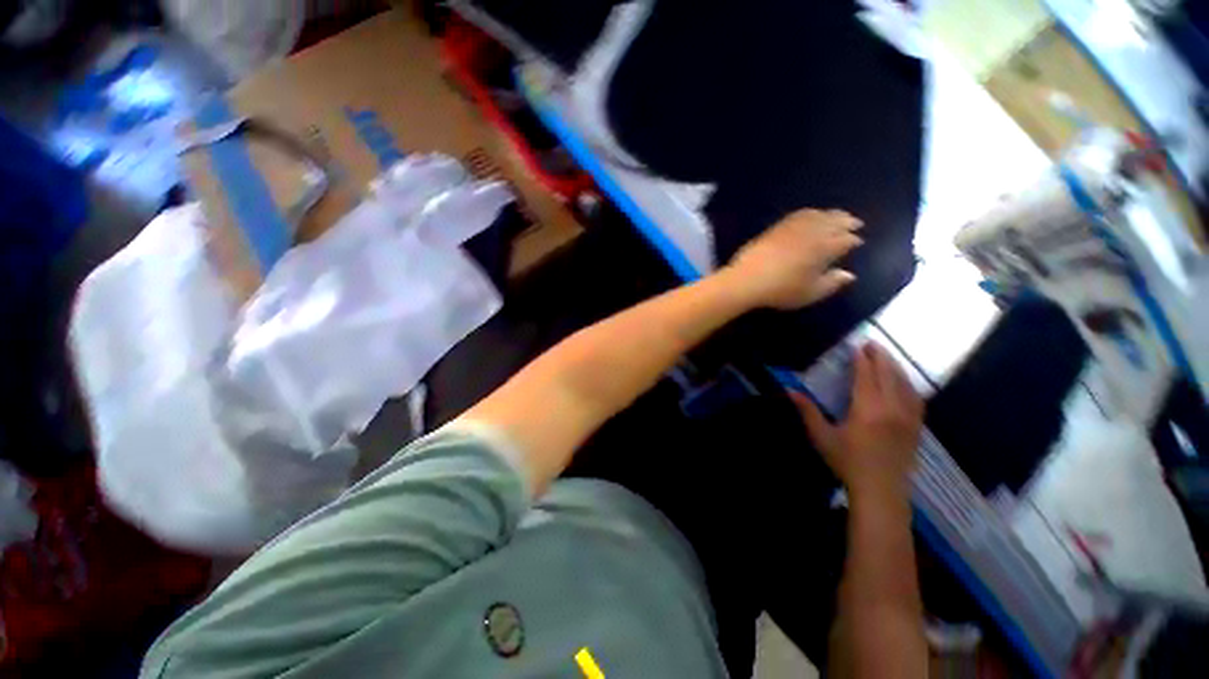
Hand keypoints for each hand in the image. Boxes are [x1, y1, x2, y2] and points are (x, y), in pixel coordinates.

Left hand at [724, 208, 862, 309]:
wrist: (747, 279)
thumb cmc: (781, 290)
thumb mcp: (810, 293)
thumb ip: (832, 283)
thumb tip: (848, 275)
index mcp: (825, 248)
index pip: (846, 240)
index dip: (853, 240)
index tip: (858, 242)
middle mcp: (813, 232)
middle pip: (835, 221)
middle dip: (847, 221)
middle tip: (855, 223)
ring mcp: (794, 227)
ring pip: (819, 215)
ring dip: (831, 214)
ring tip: (837, 216)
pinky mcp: (777, 227)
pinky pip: (799, 214)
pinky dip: (811, 213)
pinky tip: (811, 216)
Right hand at [791, 343, 923, 502]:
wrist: (881, 492)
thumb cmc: (847, 463)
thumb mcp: (822, 437)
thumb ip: (807, 412)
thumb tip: (789, 390)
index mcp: (867, 409)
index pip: (866, 376)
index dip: (862, 359)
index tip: (857, 346)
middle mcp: (891, 408)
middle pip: (889, 375)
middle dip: (880, 357)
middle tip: (872, 343)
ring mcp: (908, 418)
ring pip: (905, 384)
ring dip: (896, 368)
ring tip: (887, 357)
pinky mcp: (916, 428)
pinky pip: (916, 399)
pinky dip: (909, 385)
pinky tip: (904, 383)